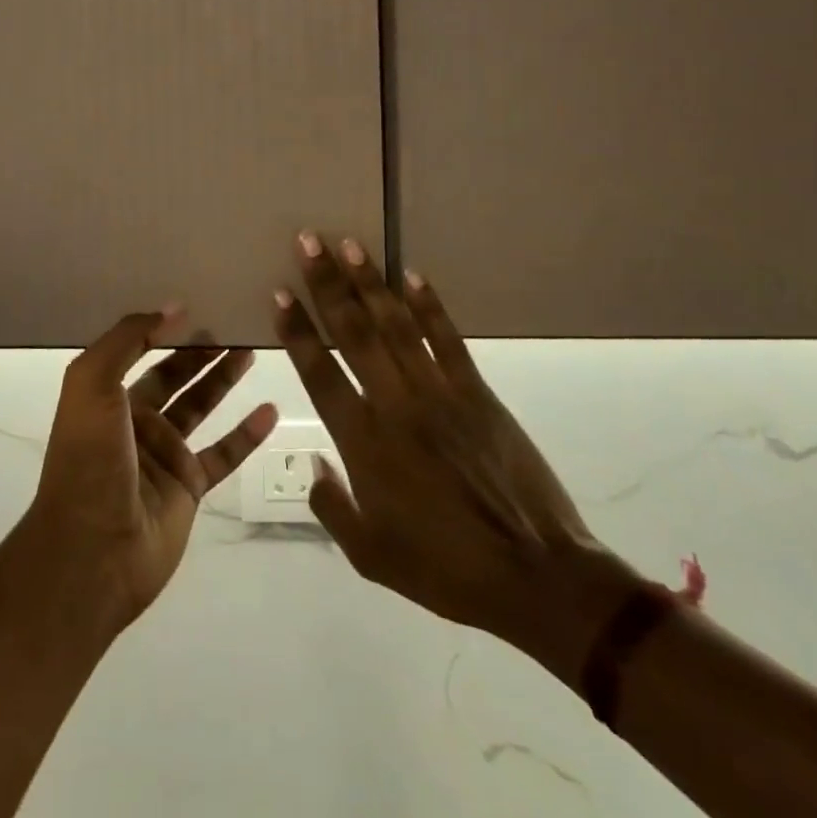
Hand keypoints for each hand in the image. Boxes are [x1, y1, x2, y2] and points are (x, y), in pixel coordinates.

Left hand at [24, 310, 278, 635]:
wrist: (93, 552)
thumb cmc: (89, 460)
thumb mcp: (92, 384)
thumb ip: (127, 340)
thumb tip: (172, 308)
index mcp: (106, 394)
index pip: (139, 349)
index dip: (164, 326)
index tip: (198, 301)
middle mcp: (134, 419)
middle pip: (174, 374)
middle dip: (200, 348)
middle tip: (234, 321)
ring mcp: (163, 454)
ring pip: (200, 406)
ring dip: (223, 379)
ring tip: (253, 350)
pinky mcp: (188, 487)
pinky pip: (223, 452)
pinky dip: (246, 434)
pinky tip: (270, 411)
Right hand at [274, 234, 626, 670]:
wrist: (536, 576)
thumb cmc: (445, 569)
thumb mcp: (371, 556)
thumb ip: (331, 506)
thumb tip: (313, 463)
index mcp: (364, 443)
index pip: (319, 372)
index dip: (297, 330)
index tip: (280, 293)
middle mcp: (395, 405)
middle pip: (354, 332)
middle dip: (327, 284)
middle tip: (308, 241)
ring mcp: (439, 393)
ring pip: (396, 325)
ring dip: (370, 282)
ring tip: (349, 244)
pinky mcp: (478, 392)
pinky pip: (447, 339)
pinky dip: (429, 305)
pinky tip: (412, 276)